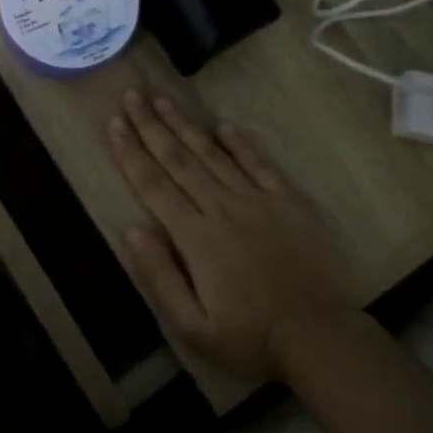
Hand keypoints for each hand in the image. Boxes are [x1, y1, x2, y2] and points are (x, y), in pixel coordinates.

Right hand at [109, 90, 360, 384]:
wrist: (318, 336)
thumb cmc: (249, 337)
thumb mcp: (192, 326)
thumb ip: (160, 276)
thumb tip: (133, 230)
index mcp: (195, 237)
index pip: (154, 185)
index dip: (131, 152)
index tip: (115, 123)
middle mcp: (222, 208)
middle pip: (179, 159)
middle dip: (151, 126)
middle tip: (132, 95)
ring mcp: (257, 201)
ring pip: (213, 155)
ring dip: (185, 126)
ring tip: (163, 100)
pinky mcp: (288, 203)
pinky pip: (259, 165)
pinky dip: (240, 144)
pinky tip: (224, 125)